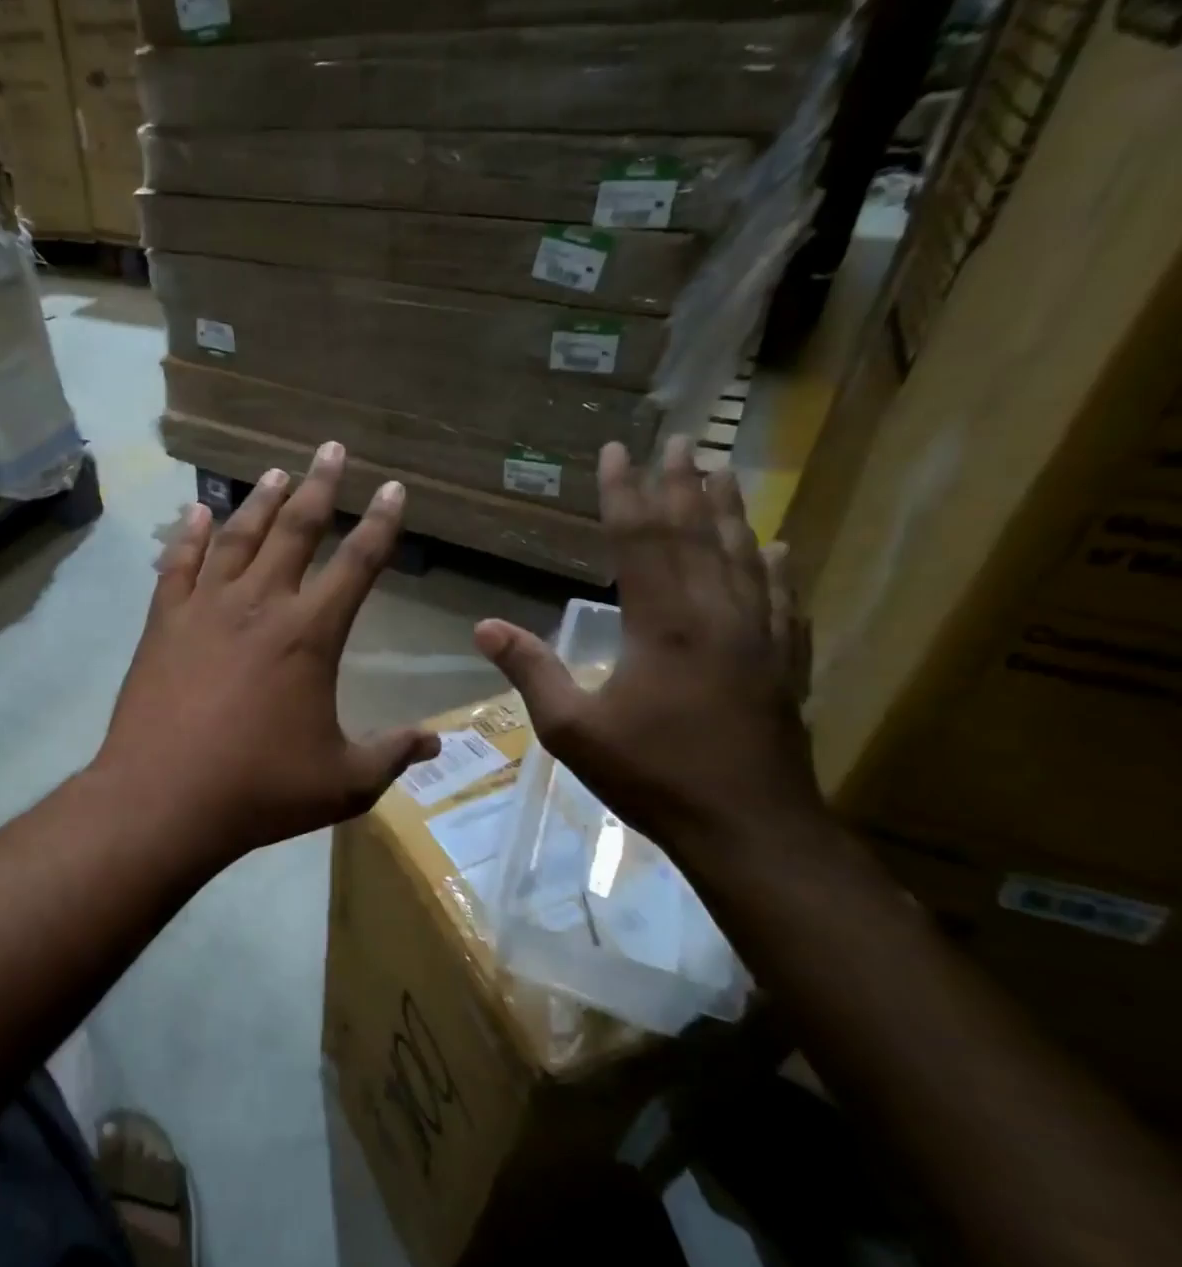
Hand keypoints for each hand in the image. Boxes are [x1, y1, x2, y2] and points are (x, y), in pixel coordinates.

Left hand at [96, 442, 439, 864]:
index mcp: (310, 634)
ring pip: (238, 538)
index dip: (380, 524)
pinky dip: (190, 535)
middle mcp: (260, 605)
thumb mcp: (342, 783)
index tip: (393, 488)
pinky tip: (198, 512)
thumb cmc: (258, 790)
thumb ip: (392, 755)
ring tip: (279, 472)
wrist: (163, 798)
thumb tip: (437, 740)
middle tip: (332, 448)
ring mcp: (205, 608)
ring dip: (261, 502)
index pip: (357, 564)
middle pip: (296, 531)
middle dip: (320, 487)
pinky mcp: (163, 623)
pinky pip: (178, 565)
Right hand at [474, 438, 822, 871]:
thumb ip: (531, 671)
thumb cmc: (653, 775)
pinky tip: (780, 547)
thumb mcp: (572, 729)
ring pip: (743, 556)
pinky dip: (777, 567)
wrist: (749, 828)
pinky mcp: (783, 663)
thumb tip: (483, 626)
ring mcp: (759, 637)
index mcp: (663, 625)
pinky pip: (783, 599)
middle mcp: (716, 615)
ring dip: (728, 510)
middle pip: (698, 534)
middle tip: (680, 438)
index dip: (625, 493)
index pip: (640, 540)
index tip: (618, 451)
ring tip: (721, 470)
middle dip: (683, 483)